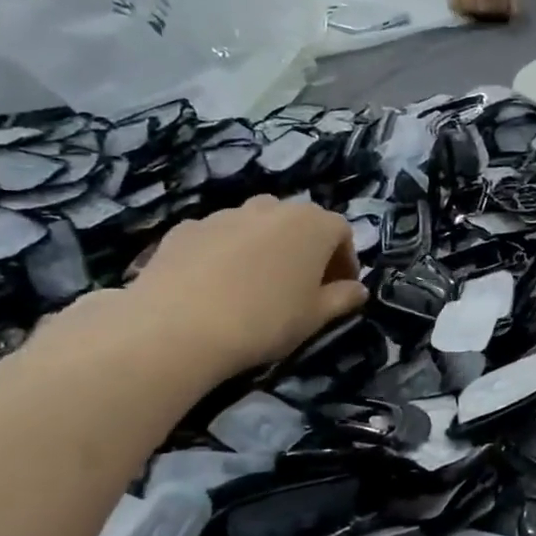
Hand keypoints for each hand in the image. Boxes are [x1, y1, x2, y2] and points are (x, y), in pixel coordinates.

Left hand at [124, 195, 365, 375]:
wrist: (177, 327)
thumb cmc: (265, 320)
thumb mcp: (315, 317)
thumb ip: (342, 299)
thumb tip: (358, 290)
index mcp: (312, 224)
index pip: (341, 232)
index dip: (345, 261)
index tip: (339, 290)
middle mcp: (271, 207)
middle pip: (298, 223)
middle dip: (305, 250)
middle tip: (300, 287)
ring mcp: (225, 215)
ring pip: (256, 226)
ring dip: (265, 249)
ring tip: (255, 287)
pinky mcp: (185, 229)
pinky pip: (218, 238)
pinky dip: (225, 255)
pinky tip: (215, 288)